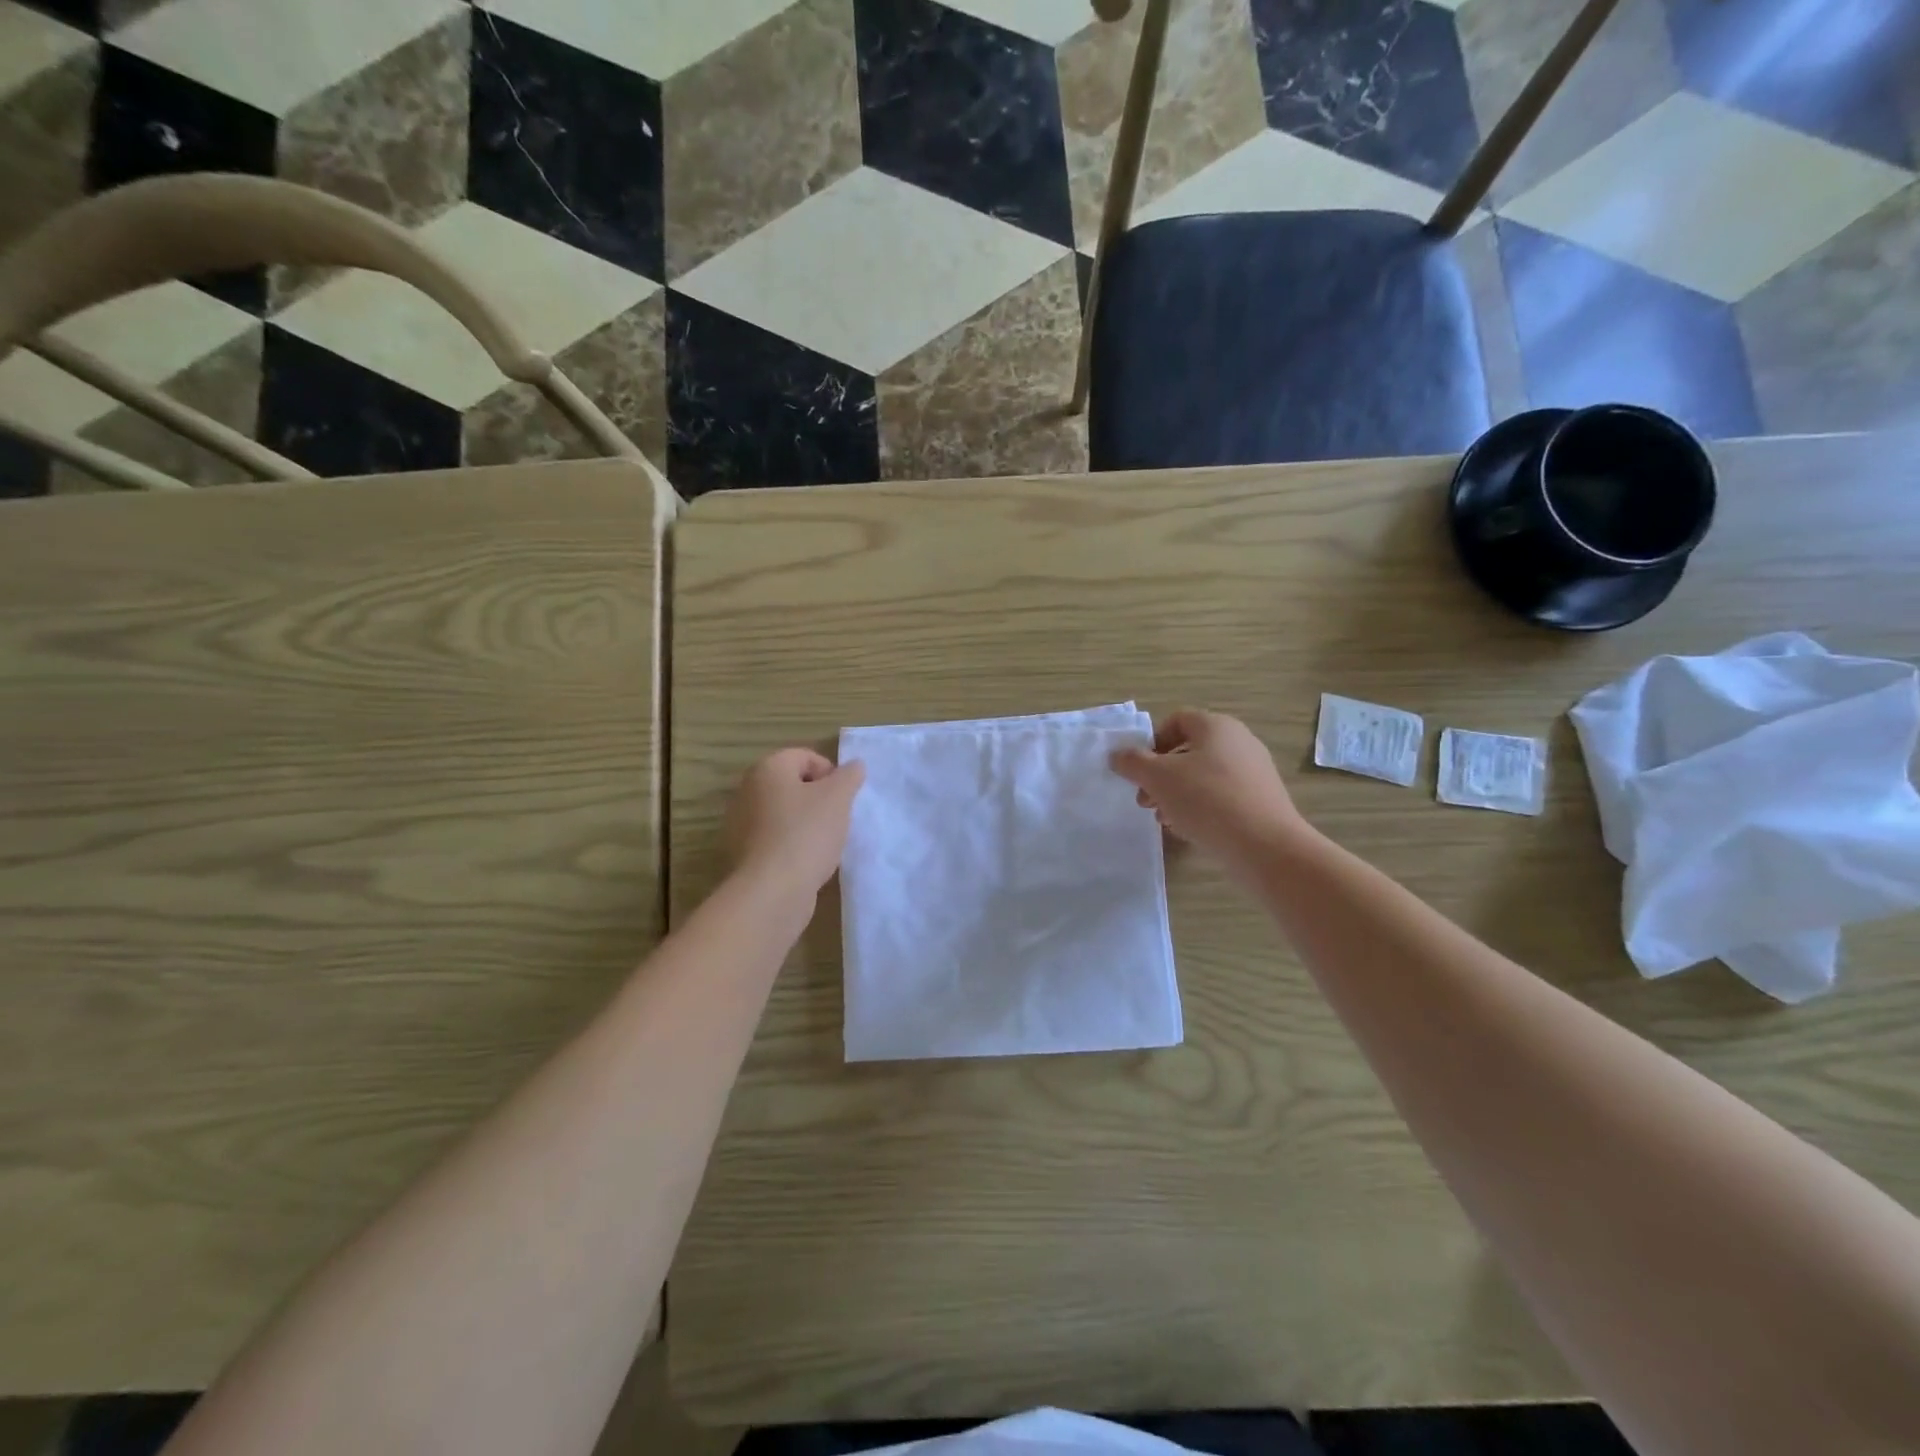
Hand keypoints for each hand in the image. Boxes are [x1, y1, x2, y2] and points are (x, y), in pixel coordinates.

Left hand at [726, 748, 865, 897]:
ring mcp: (741, 823)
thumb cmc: (806, 834)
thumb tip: (854, 765)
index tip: (844, 798)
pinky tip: (807, 861)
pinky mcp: (743, 853)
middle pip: (793, 785)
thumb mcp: (838, 798)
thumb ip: (849, 776)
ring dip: (807, 823)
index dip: (831, 773)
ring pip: (784, 813)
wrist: (772, 891)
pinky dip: (792, 844)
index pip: (805, 756)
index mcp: (768, 769)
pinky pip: (775, 839)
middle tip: (838, 819)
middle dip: (819, 799)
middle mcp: (748, 790)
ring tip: (825, 843)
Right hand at [1110, 710, 1307, 867]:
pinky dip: (1201, 807)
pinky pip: (1222, 796)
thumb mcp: (1158, 777)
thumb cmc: (1206, 799)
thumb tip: (1117, 755)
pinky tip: (1189, 829)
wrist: (1264, 845)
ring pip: (1203, 775)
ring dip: (1176, 793)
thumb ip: (1132, 762)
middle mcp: (1239, 741)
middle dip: (1160, 774)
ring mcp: (1254, 771)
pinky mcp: (1261, 800)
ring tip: (1163, 819)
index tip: (1139, 770)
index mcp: (1216, 726)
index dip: (1152, 742)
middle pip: (1188, 750)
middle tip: (1145, 800)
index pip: (1176, 720)